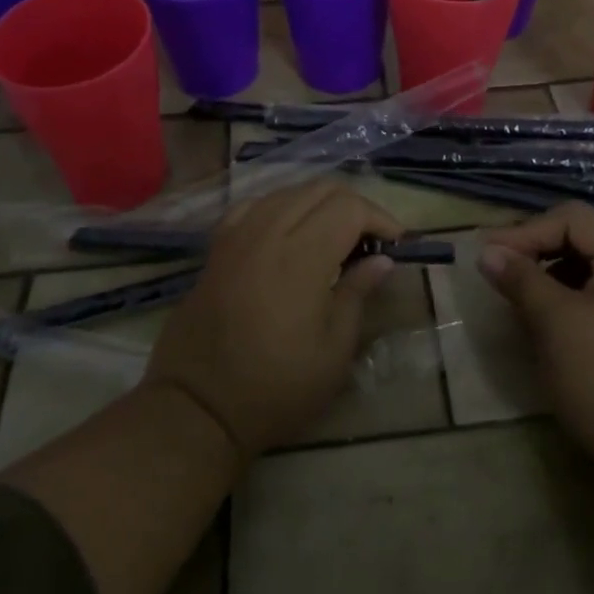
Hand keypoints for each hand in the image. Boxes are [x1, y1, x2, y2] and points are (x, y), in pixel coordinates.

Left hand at [145, 179, 401, 459]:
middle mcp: (269, 231)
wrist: (197, 405)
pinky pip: (255, 205)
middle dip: (354, 205)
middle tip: (371, 239)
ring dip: (319, 204)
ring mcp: (239, 234)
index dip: (380, 217)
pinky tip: (288, 232)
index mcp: (302, 256)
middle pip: (321, 188)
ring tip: (335, 236)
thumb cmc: (275, 386)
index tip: (396, 243)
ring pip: (288, 191)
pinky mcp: (218, 245)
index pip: (349, 207)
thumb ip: (357, 294)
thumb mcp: (332, 351)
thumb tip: (381, 260)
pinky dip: (282, 208)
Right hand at [479, 202, 593, 471]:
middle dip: (541, 254)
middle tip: (504, 277)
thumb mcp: (554, 324)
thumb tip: (488, 252)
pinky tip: (558, 328)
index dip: (526, 232)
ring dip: (557, 279)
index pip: (573, 220)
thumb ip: (520, 279)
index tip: (489, 257)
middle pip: (587, 241)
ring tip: (526, 305)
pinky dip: (578, 302)